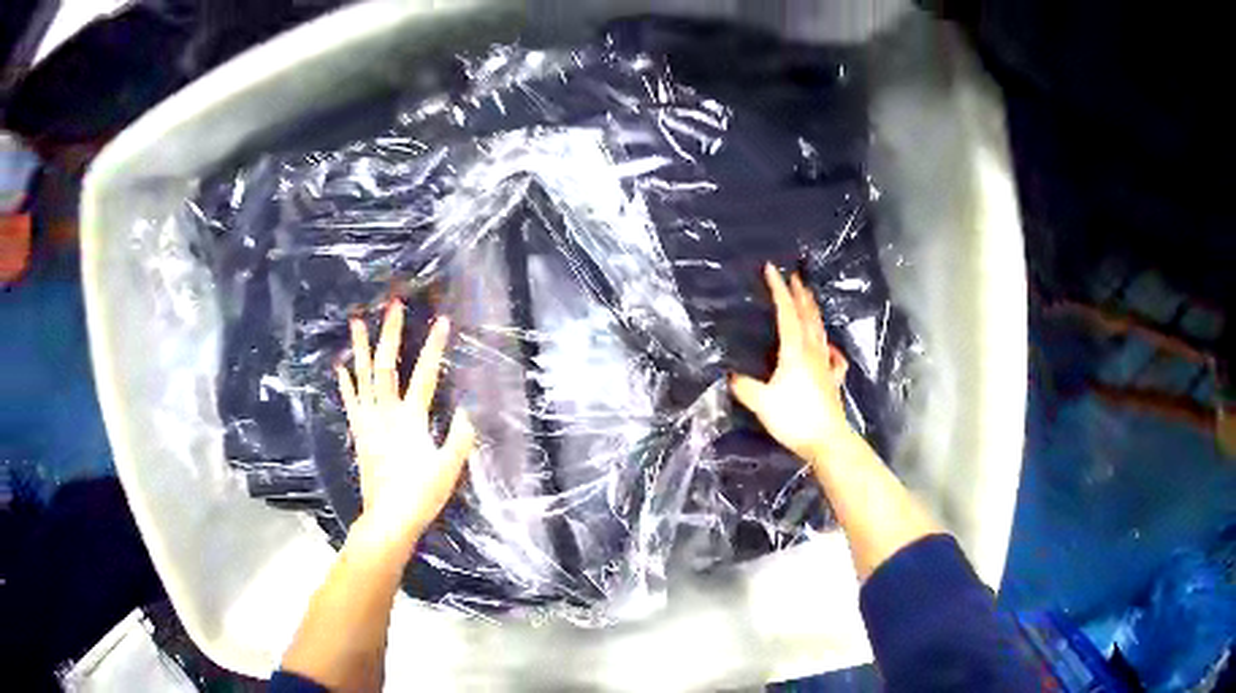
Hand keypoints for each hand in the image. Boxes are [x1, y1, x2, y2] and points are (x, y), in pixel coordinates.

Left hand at [337, 299, 476, 543]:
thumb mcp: (449, 469)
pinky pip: (350, 402)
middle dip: (391, 334)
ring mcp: (369, 422)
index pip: (425, 376)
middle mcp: (386, 414)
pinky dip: (346, 382)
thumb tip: (468, 411)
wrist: (389, 518)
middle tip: (393, 306)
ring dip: (360, 348)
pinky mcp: (359, 433)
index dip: (434, 347)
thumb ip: (460, 439)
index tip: (441, 321)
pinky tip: (341, 366)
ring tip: (356, 321)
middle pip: (386, 366)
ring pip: (363, 377)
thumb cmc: (421, 495)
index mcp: (411, 420)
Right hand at [730, 264, 854, 466]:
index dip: (779, 290)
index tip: (771, 269)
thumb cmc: (794, 418)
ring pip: (821, 331)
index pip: (786, 313)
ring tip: (809, 299)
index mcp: (795, 351)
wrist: (826, 440)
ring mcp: (826, 365)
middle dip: (800, 294)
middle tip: (794, 277)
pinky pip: (834, 358)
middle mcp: (813, 352)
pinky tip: (830, 348)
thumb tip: (730, 377)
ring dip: (814, 312)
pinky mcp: (833, 381)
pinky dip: (831, 347)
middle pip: (808, 316)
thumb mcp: (761, 402)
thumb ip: (744, 387)